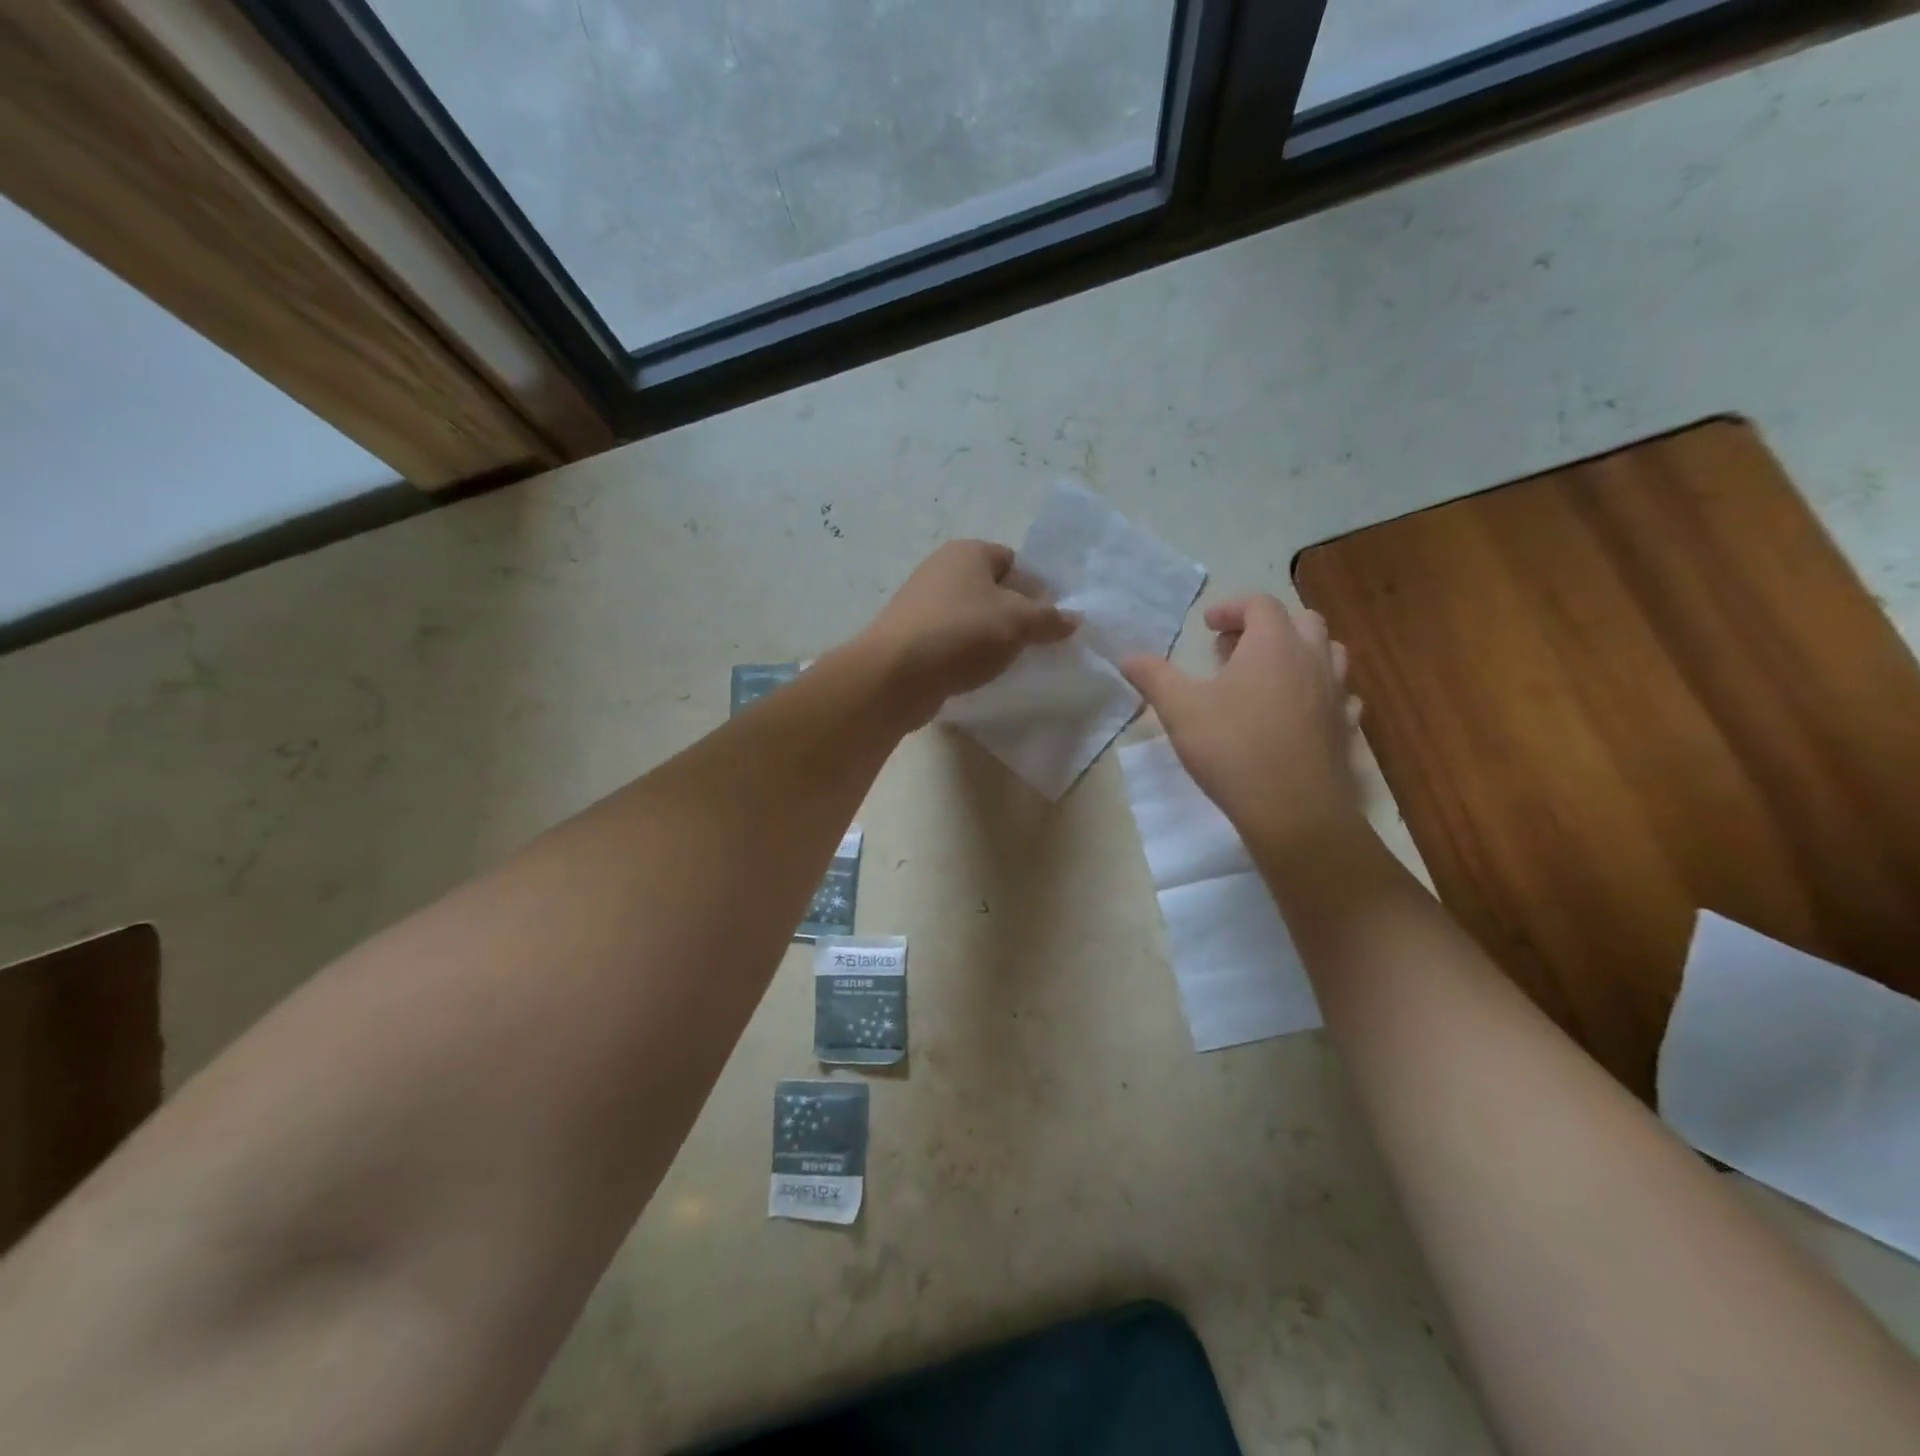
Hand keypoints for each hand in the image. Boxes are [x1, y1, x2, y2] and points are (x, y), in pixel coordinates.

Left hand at [858, 540, 1077, 726]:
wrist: (896, 674)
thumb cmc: (962, 634)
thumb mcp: (1018, 623)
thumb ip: (1049, 618)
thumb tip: (1074, 618)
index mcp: (967, 552)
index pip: (1012, 561)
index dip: (1035, 587)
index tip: (1049, 618)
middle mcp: (941, 569)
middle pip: (991, 589)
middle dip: (1014, 614)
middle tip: (1034, 643)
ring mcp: (921, 604)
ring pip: (971, 617)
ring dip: (990, 637)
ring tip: (1008, 662)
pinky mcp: (910, 636)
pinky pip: (950, 640)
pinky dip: (966, 653)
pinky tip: (976, 673)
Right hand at [1121, 595, 1362, 862]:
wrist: (1293, 809)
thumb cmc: (1232, 749)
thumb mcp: (1179, 710)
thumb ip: (1153, 677)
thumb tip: (1126, 657)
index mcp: (1273, 644)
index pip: (1258, 604)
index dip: (1231, 608)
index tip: (1207, 626)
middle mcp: (1312, 658)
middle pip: (1301, 620)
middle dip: (1266, 626)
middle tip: (1234, 650)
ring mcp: (1336, 693)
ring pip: (1329, 653)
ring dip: (1299, 653)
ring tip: (1268, 675)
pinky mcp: (1346, 727)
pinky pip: (1340, 694)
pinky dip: (1319, 690)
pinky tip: (1300, 710)